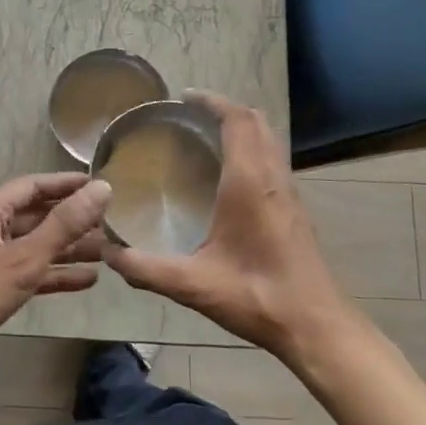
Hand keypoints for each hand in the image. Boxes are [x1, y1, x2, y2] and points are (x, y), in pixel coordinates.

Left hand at [0, 173, 112, 400]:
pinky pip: (32, 272)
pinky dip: (56, 274)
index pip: (34, 186)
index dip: (67, 184)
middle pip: (37, 215)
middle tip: (114, 222)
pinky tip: (88, 280)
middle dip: (73, 219)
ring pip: (37, 245)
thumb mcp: (25, 256)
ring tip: (109, 252)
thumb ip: (65, 223)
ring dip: (70, 248)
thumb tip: (102, 188)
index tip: (102, 185)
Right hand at [105, 91, 351, 359]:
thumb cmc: (257, 296)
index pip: (237, 121)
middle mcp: (273, 178)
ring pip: (269, 140)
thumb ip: (147, 269)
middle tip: (191, 115)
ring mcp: (289, 193)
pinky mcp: (295, 209)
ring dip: (242, 128)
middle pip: (256, 122)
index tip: (185, 97)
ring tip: (207, 138)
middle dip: (226, 109)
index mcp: (249, 183)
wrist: (316, 326)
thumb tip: (109, 254)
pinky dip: (252, 149)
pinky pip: (273, 160)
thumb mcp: (194, 285)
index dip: (212, 102)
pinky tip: (229, 177)